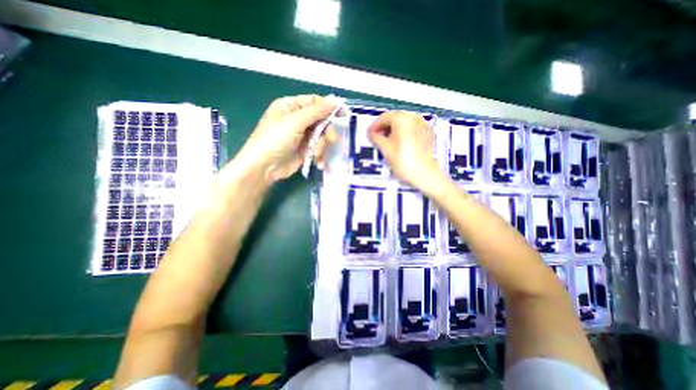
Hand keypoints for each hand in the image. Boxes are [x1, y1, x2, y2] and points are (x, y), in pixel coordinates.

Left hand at [235, 95, 338, 180]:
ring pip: (321, 136)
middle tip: (332, 140)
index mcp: (291, 106)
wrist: (264, 168)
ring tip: (316, 154)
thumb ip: (316, 111)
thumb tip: (335, 100)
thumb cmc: (275, 140)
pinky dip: (319, 155)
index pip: (314, 102)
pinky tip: (318, 162)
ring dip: (322, 146)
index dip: (329, 107)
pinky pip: (318, 148)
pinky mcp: (304, 149)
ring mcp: (301, 135)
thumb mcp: (295, 122)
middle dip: (327, 131)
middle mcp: (297, 119)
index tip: (343, 115)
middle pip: (320, 120)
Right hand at [369, 112, 445, 192]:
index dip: (374, 126)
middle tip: (377, 139)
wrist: (424, 174)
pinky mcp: (428, 132)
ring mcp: (423, 124)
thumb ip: (375, 138)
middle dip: (384, 128)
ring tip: (387, 143)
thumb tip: (371, 133)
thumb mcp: (385, 149)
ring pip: (403, 123)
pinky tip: (399, 144)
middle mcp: (414, 117)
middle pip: (394, 118)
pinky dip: (403, 133)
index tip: (369, 135)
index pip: (384, 118)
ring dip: (393, 130)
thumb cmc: (403, 161)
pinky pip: (411, 128)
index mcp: (402, 119)